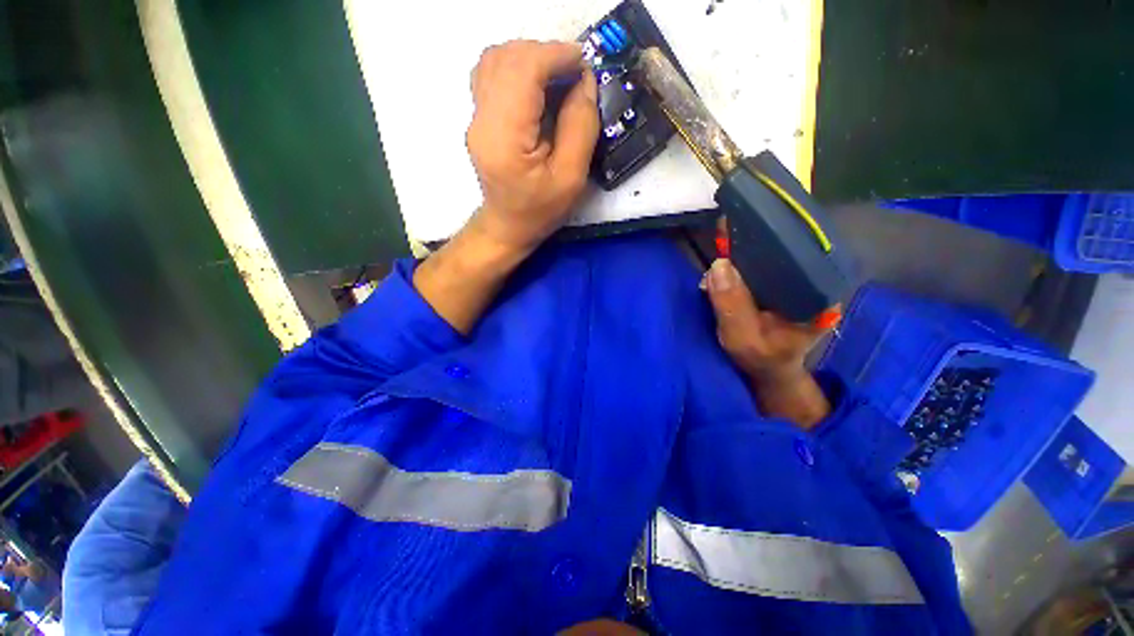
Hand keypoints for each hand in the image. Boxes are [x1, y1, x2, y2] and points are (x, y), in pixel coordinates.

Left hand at [466, 40, 599, 253]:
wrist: (508, 226)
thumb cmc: (540, 211)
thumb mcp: (571, 178)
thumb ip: (581, 126)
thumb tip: (585, 81)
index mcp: (504, 138)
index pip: (523, 70)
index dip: (556, 55)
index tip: (584, 63)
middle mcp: (482, 120)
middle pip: (507, 57)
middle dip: (546, 54)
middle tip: (574, 75)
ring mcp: (475, 117)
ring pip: (497, 59)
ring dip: (532, 58)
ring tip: (558, 78)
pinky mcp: (479, 117)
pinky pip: (493, 73)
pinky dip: (519, 68)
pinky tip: (537, 86)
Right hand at [703, 257, 831, 427]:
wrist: (766, 372)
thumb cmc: (760, 359)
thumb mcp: (743, 338)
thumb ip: (732, 304)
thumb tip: (719, 264)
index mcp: (817, 296)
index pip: (794, 257)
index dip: (765, 246)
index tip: (736, 239)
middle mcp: (812, 283)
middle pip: (778, 256)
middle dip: (744, 255)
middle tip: (717, 262)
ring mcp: (795, 284)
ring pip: (765, 263)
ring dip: (736, 265)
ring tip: (715, 274)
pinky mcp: (779, 288)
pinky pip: (757, 271)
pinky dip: (736, 272)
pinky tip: (721, 278)